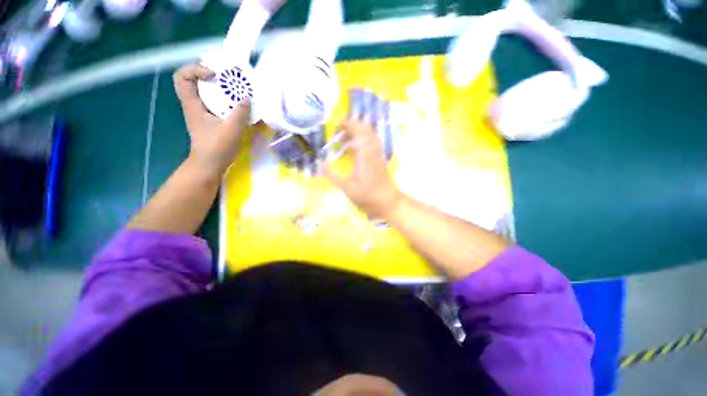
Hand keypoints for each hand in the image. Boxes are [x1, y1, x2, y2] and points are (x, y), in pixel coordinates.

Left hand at [173, 64, 251, 175]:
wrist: (210, 164)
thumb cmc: (217, 147)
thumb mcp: (232, 129)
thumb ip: (241, 113)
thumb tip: (247, 98)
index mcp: (192, 104)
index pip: (182, 76)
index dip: (196, 69)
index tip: (215, 75)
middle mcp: (195, 105)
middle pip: (196, 81)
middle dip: (212, 76)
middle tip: (229, 79)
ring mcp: (202, 113)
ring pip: (207, 93)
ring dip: (221, 89)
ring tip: (237, 90)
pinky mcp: (210, 120)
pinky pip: (216, 104)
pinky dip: (226, 101)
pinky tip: (238, 106)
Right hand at [322, 120, 401, 218]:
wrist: (387, 201)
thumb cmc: (367, 196)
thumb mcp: (346, 187)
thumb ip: (332, 175)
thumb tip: (319, 163)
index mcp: (364, 155)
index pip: (358, 131)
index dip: (347, 125)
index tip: (335, 127)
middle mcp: (373, 150)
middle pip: (365, 129)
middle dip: (352, 125)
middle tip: (338, 131)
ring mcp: (378, 153)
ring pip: (370, 134)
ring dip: (358, 132)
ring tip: (345, 138)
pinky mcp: (380, 158)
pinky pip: (373, 142)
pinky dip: (363, 139)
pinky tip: (355, 146)